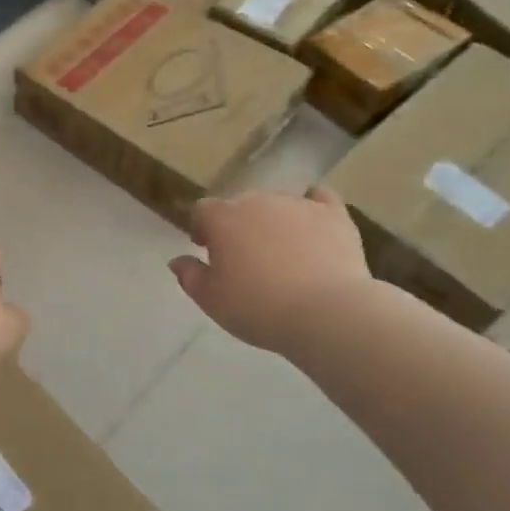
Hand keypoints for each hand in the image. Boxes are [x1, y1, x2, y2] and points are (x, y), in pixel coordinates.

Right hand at [168, 187, 373, 350]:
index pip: (202, 210)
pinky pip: (320, 198)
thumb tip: (177, 260)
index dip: (202, 228)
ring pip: (276, 203)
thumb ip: (190, 276)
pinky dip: (313, 206)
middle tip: (245, 257)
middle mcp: (256, 201)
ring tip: (282, 252)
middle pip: (239, 205)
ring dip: (272, 220)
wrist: (326, 313)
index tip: (207, 250)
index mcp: (222, 218)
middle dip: (238, 225)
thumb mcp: (211, 300)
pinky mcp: (332, 214)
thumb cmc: (259, 307)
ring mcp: (296, 203)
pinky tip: (313, 223)